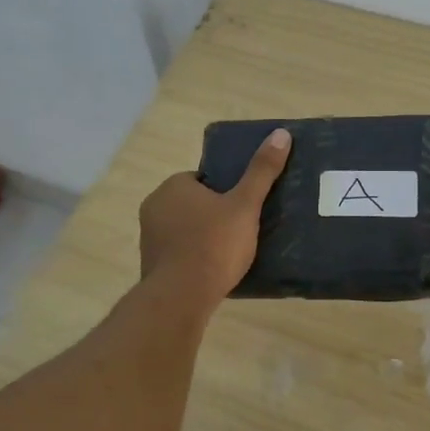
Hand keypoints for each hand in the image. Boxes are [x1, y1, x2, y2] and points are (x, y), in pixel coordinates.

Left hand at [139, 128, 291, 304]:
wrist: (181, 297)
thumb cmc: (214, 244)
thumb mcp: (245, 205)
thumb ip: (261, 171)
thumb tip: (281, 133)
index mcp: (173, 186)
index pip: (202, 180)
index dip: (224, 191)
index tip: (242, 208)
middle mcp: (154, 206)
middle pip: (192, 204)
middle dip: (213, 215)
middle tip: (241, 230)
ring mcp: (149, 238)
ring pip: (183, 229)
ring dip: (202, 237)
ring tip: (230, 254)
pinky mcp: (150, 265)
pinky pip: (177, 253)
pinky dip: (192, 258)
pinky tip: (212, 272)